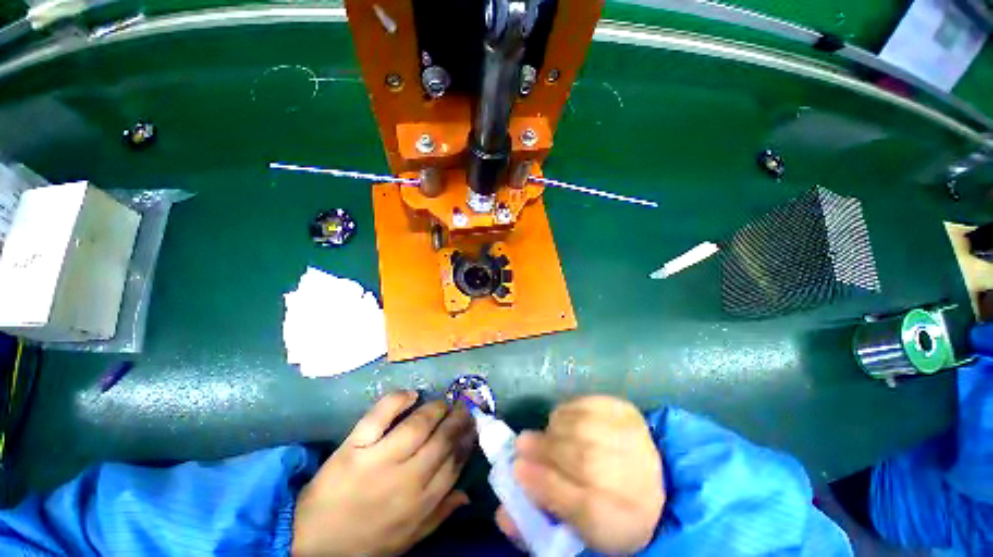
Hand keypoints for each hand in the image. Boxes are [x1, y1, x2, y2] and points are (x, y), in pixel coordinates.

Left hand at [292, 391, 474, 556]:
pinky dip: (398, 400)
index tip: (472, 427)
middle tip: (463, 407)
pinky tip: (412, 394)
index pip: (454, 463)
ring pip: (418, 425)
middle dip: (457, 419)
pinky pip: (380, 416)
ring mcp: (379, 460)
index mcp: (421, 502)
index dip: (466, 440)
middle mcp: (406, 478)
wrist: (312, 544)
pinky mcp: (354, 446)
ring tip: (443, 402)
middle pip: (442, 440)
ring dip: (436, 408)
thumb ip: (440, 514)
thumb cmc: (366, 541)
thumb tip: (467, 494)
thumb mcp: (409, 538)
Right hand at [497, 396, 664, 553]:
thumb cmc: (605, 506)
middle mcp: (637, 480)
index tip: (517, 469)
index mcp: (627, 521)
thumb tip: (503, 514)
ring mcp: (634, 439)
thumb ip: (539, 515)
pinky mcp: (626, 411)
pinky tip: (566, 422)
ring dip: (556, 430)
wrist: (650, 478)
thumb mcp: (576, 525)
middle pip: (585, 461)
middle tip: (523, 444)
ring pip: (584, 427)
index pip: (584, 506)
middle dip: (546, 450)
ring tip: (549, 436)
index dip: (545, 486)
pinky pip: (588, 404)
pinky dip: (568, 410)